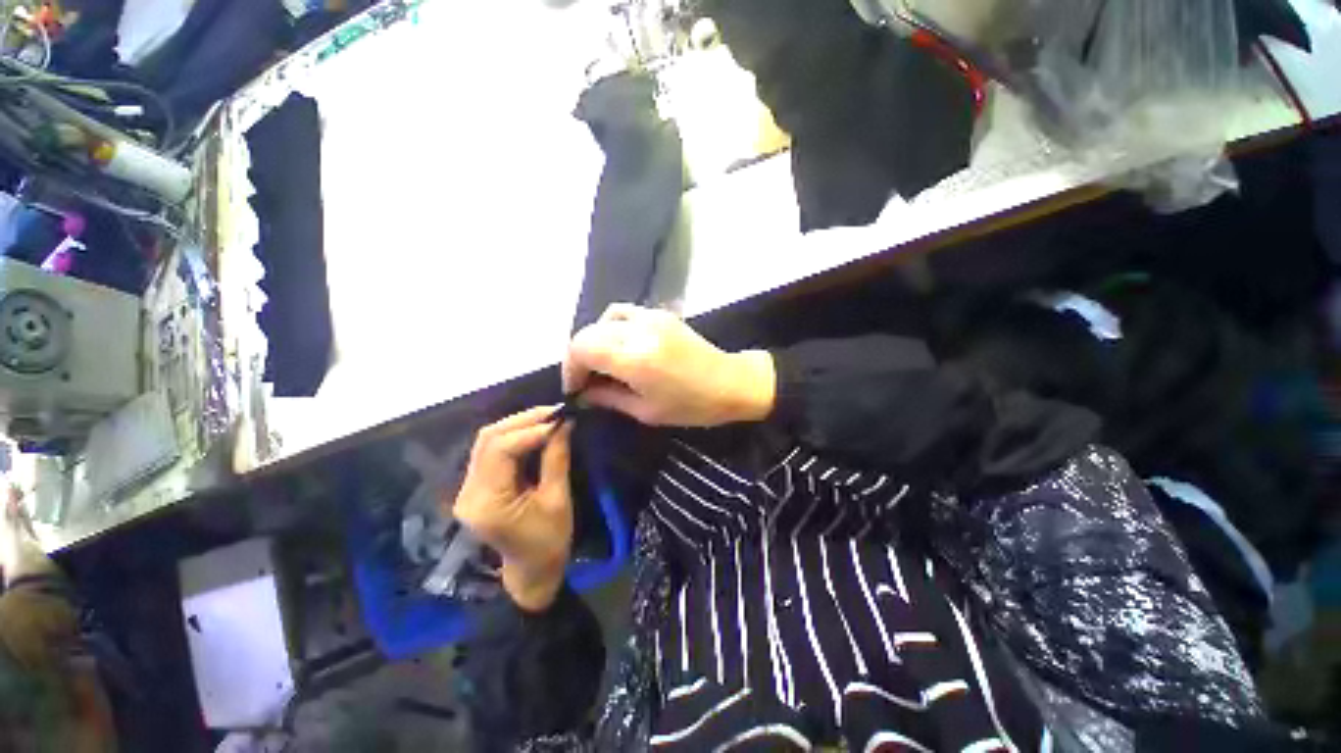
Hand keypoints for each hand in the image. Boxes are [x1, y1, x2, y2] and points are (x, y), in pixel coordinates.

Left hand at [449, 407, 573, 611]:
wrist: (531, 571)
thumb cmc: (549, 542)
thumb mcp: (558, 500)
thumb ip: (557, 458)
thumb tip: (564, 422)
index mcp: (487, 503)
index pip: (500, 450)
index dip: (530, 429)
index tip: (560, 418)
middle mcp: (469, 492)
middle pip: (488, 440)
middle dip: (523, 420)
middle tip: (556, 411)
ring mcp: (468, 489)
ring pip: (487, 441)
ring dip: (518, 424)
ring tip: (549, 417)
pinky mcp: (476, 486)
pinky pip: (491, 451)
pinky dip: (514, 436)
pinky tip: (536, 430)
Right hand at [564, 304, 776, 426]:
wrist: (732, 382)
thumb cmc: (692, 406)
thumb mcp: (646, 412)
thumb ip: (608, 398)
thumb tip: (583, 394)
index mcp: (635, 358)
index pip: (581, 348)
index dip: (570, 368)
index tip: (575, 389)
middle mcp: (639, 330)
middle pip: (587, 332)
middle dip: (579, 357)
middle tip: (586, 381)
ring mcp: (651, 317)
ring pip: (603, 319)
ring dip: (594, 341)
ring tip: (602, 364)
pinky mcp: (661, 314)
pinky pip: (623, 313)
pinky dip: (611, 328)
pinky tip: (620, 347)